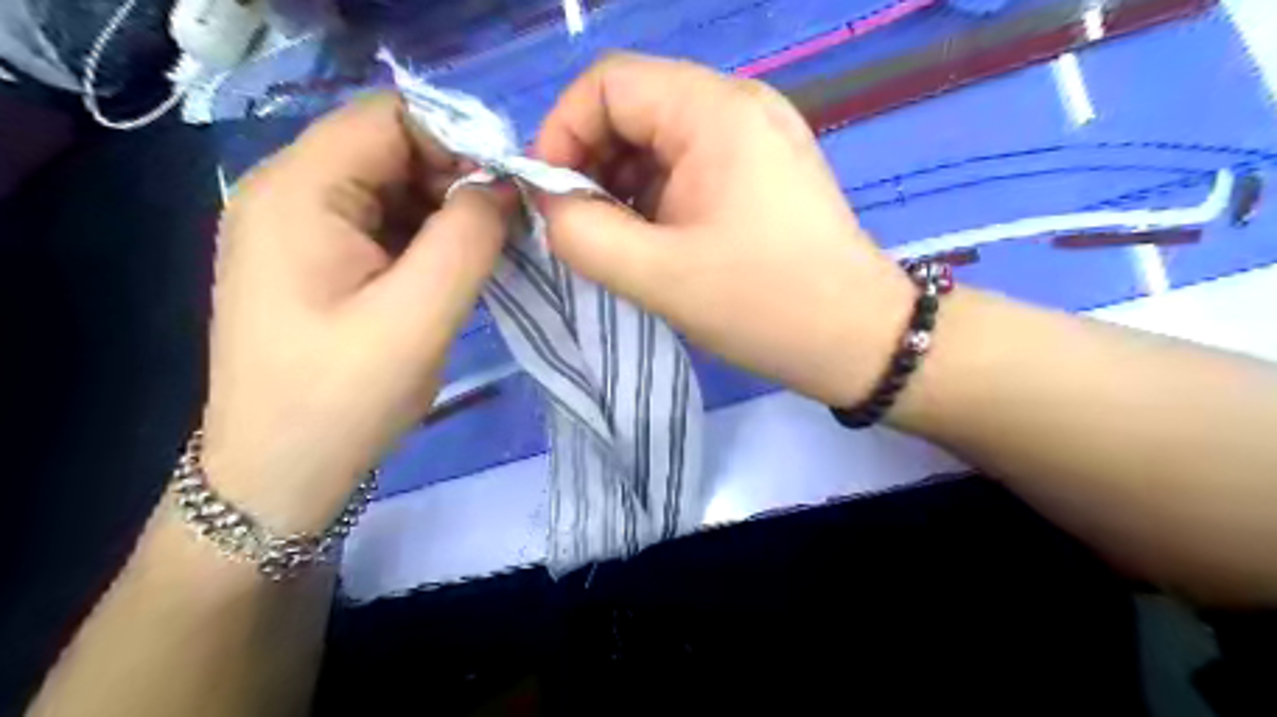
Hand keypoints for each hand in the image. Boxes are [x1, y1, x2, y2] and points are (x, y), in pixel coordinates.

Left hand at [199, 93, 509, 530]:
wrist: (279, 474)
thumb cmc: (343, 398)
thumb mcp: (421, 315)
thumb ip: (469, 237)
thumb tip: (502, 186)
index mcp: (298, 191)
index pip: (391, 117)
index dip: (459, 142)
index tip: (509, 195)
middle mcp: (286, 193)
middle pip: (389, 149)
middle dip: (455, 181)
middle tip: (504, 235)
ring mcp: (296, 229)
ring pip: (391, 188)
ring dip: (444, 214)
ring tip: (482, 260)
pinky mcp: (313, 261)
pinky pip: (381, 224)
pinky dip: (425, 239)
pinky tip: (449, 276)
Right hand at [536, 54, 911, 405]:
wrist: (857, 339)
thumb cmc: (763, 304)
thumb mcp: (657, 275)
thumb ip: (581, 234)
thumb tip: (550, 206)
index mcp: (715, 111)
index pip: (608, 84)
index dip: (562, 133)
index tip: (548, 198)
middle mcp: (739, 106)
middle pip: (634, 108)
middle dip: (591, 164)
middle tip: (577, 228)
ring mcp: (756, 137)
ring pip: (660, 140)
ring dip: (622, 186)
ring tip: (615, 243)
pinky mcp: (763, 170)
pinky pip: (690, 165)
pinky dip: (656, 197)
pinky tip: (653, 241)